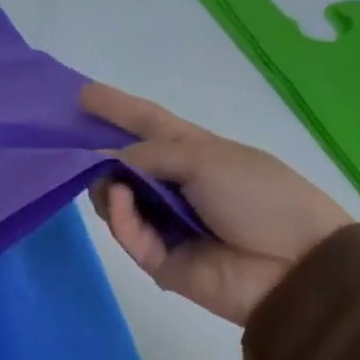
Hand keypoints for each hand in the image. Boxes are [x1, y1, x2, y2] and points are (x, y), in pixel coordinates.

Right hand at [81, 82, 352, 325]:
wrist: (292, 265)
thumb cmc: (259, 196)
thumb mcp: (205, 158)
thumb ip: (148, 156)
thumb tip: (101, 161)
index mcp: (194, 152)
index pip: (148, 124)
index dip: (118, 109)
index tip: (82, 95)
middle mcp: (175, 185)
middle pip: (123, 166)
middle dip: (97, 157)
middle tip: (68, 151)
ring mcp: (164, 223)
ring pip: (116, 202)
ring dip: (107, 187)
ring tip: (107, 181)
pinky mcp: (156, 258)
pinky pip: (128, 233)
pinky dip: (120, 215)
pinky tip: (118, 198)